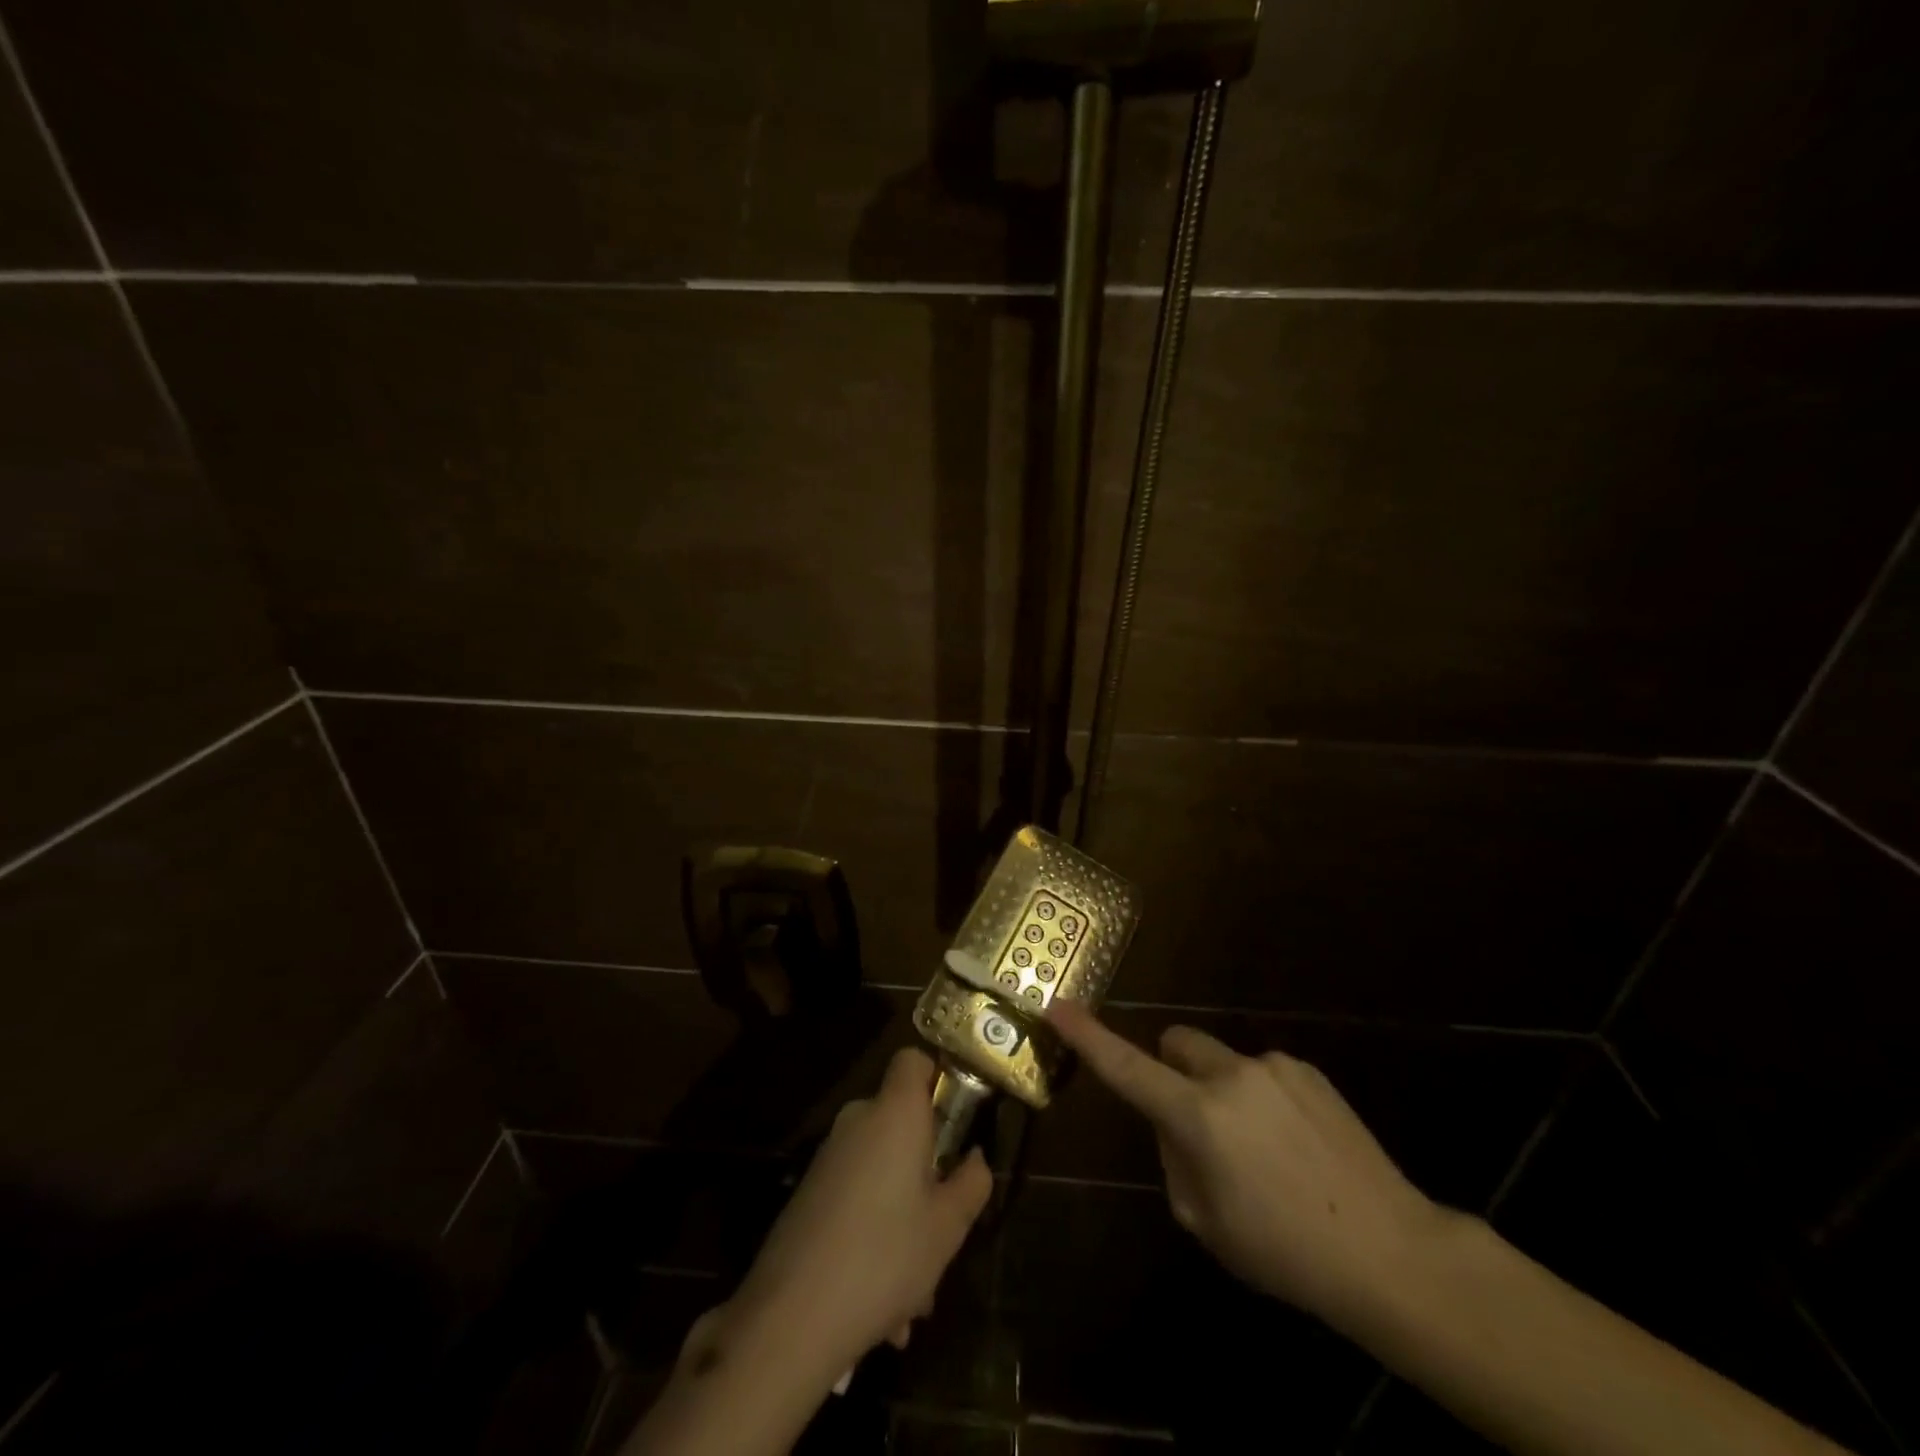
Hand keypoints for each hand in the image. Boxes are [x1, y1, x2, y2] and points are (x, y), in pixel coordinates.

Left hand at [723, 1047, 992, 1376]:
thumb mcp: (948, 1226)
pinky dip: (875, 1233)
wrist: (790, 1318)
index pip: (913, 1059)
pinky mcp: (809, 1194)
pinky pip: (857, 1198)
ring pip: (883, 1171)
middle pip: (902, 1122)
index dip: (938, 1077)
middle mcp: (858, 1121)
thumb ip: (972, 1182)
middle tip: (947, 1222)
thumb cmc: (885, 1256)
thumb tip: (974, 1159)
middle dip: (929, 1169)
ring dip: (905, 1215)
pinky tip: (886, 1309)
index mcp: (894, 1112)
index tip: (958, 1121)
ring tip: (918, 1294)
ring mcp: (829, 1157)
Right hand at [1048, 1002, 1443, 1334]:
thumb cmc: (1284, 1252)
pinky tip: (1296, 1146)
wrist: (1389, 1251)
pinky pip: (1261, 1072)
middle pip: (1175, 1042)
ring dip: (1221, 1090)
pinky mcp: (1306, 1069)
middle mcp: (1229, 1076)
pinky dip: (1261, 1097)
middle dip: (1171, 1068)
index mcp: (1197, 1117)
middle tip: (1193, 1119)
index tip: (1057, 1007)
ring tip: (1265, 1150)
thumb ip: (1173, 1159)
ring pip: (1220, 1061)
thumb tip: (1173, 1123)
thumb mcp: (1205, 1221)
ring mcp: (1272, 1066)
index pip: (1126, 1067)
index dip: (1087, 1037)